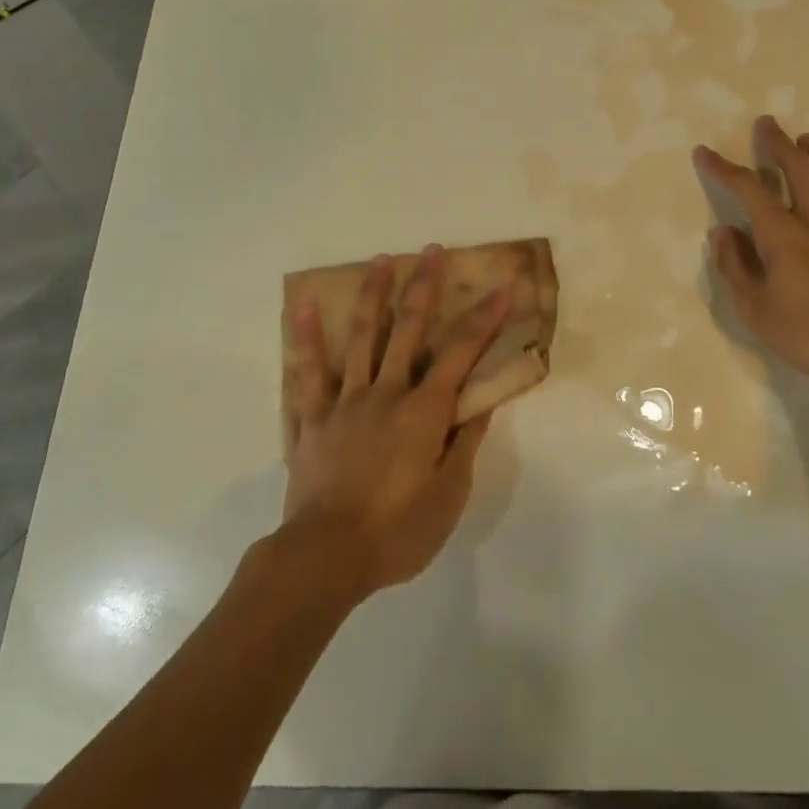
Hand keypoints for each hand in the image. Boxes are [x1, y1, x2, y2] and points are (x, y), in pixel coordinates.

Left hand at [280, 246, 510, 598]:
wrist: (324, 559)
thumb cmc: (396, 532)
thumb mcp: (448, 496)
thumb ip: (464, 444)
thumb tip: (480, 402)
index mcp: (424, 411)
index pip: (462, 352)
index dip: (486, 317)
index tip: (504, 286)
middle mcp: (387, 392)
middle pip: (409, 328)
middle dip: (424, 286)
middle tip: (432, 249)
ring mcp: (346, 401)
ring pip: (363, 336)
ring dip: (374, 294)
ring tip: (381, 259)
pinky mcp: (313, 418)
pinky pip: (308, 371)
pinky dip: (307, 337)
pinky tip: (304, 305)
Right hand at [694, 115, 808, 384]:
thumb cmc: (806, 332)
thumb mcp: (754, 308)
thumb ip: (734, 266)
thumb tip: (723, 232)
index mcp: (781, 234)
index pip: (747, 189)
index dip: (723, 168)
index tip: (704, 152)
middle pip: (797, 169)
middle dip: (777, 144)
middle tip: (767, 124)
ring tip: (808, 140)